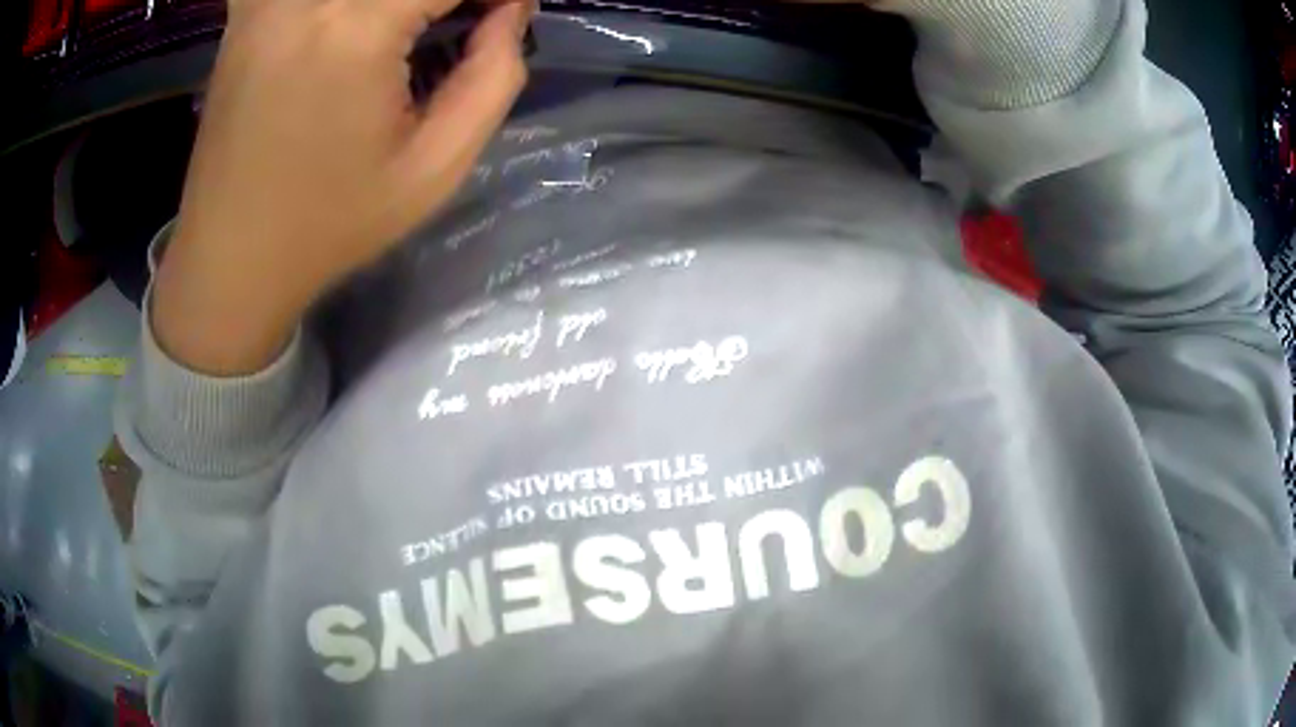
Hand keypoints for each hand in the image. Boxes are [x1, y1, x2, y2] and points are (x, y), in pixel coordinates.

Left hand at [153, 0, 531, 373]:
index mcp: (357, 30)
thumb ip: (494, 75)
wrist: (232, 257)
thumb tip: (511, 9)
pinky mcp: (244, 14)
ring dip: (395, 0)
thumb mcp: (434, 168)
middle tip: (461, 20)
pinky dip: (337, 3)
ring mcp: (266, 1)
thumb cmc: (331, 222)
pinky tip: (341, 21)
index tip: (504, 13)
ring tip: (407, 28)